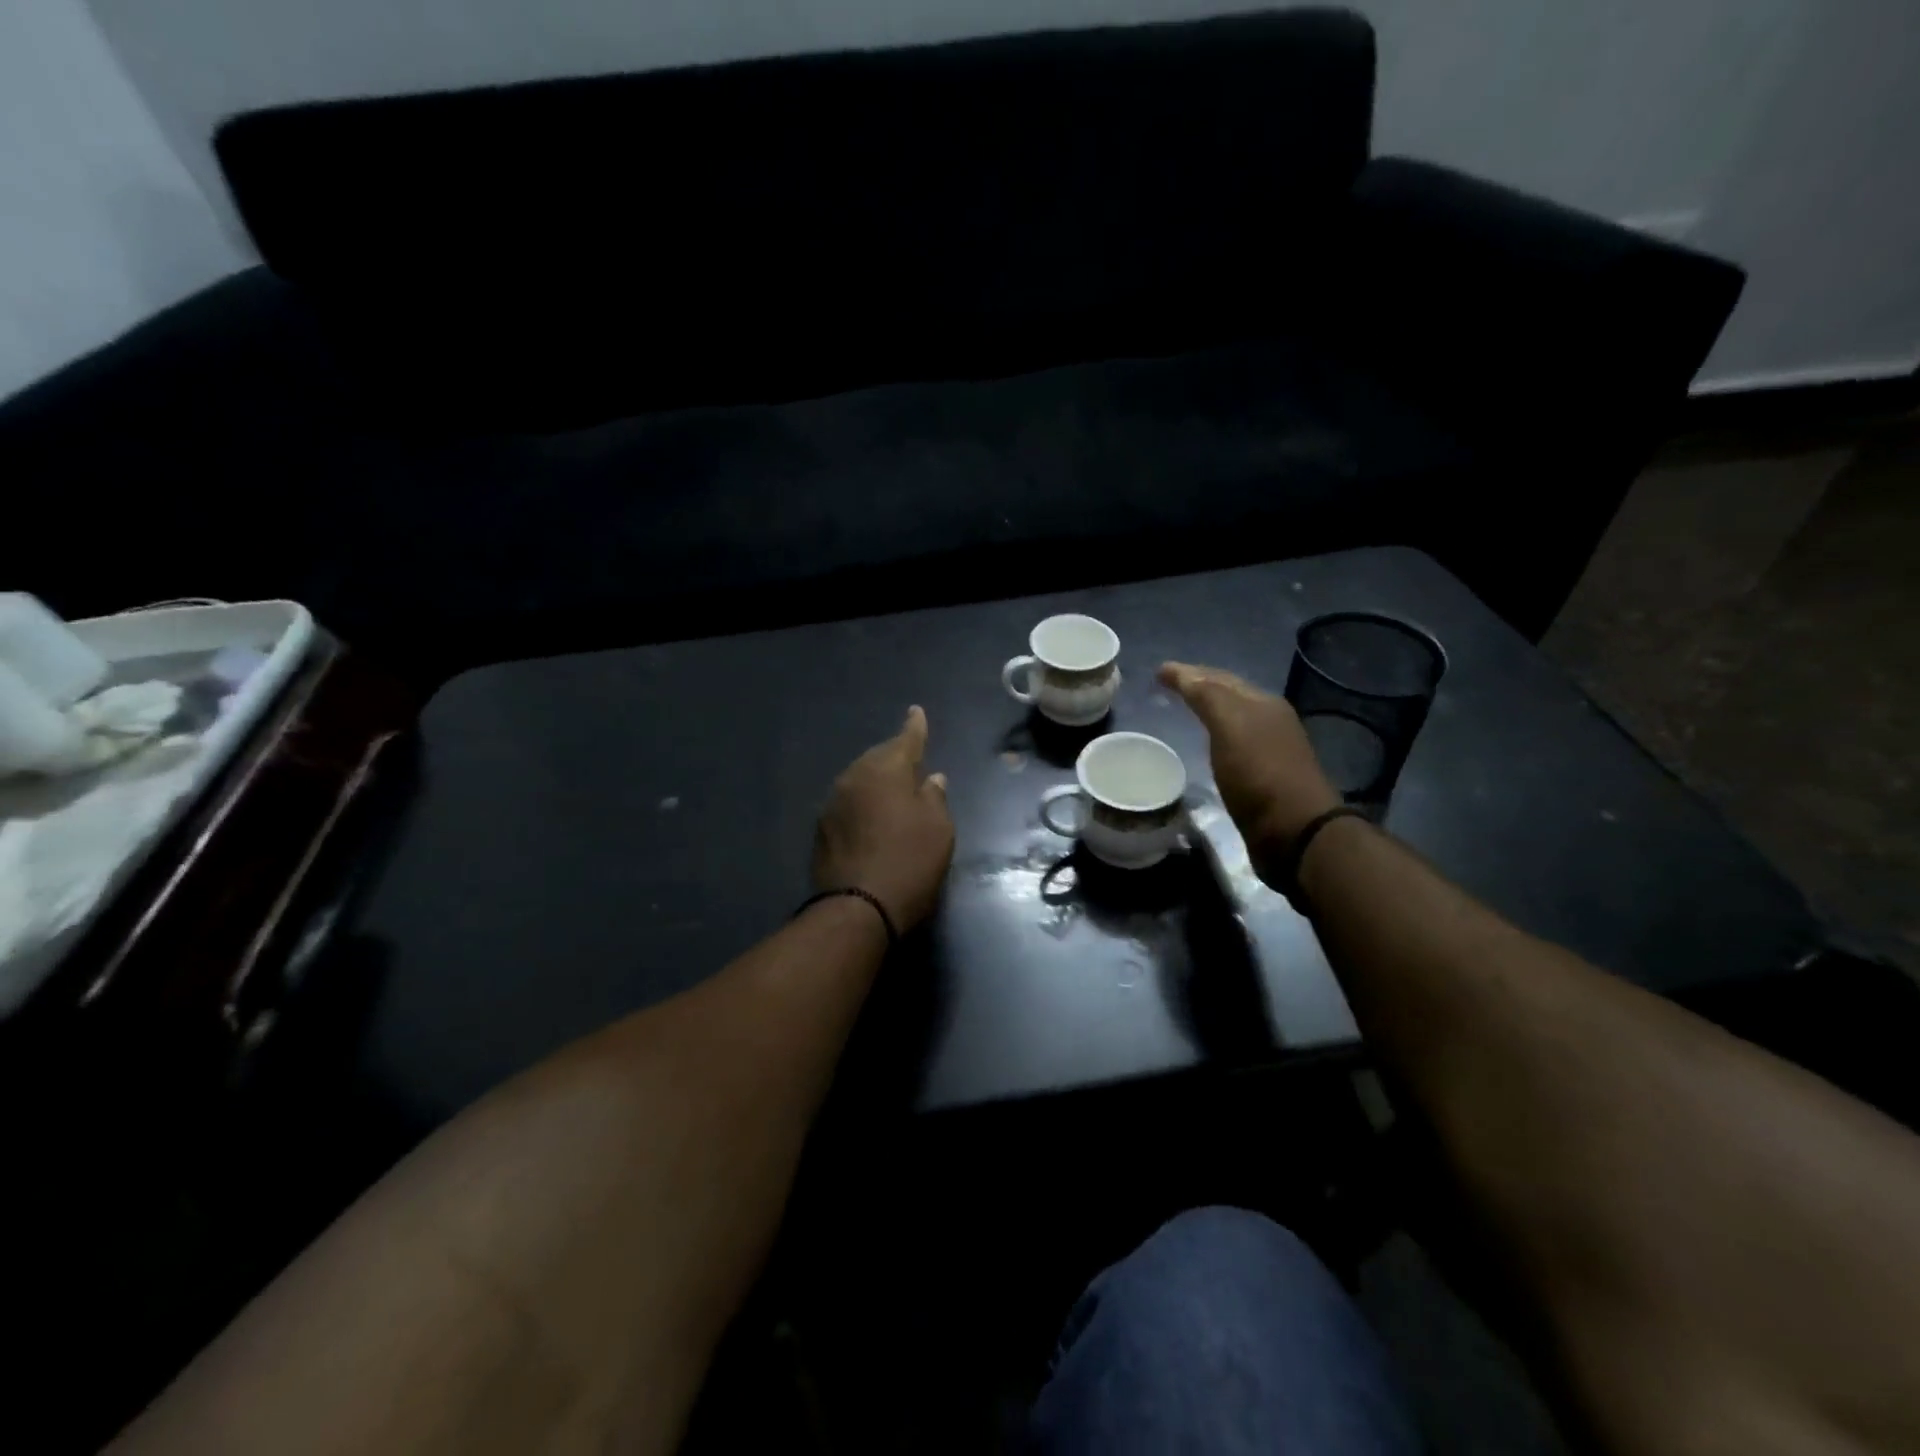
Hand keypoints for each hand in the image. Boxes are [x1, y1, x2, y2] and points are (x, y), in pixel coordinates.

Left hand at [813, 705, 955, 932]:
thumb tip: (931, 780)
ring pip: (860, 779)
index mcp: (885, 770)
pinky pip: (850, 801)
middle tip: (911, 756)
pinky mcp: (822, 828)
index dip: (915, 727)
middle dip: (895, 755)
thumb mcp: (938, 829)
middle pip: (878, 758)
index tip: (916, 712)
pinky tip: (873, 813)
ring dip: (877, 779)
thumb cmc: (909, 862)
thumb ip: (934, 798)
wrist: (857, 907)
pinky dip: (864, 801)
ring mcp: (834, 802)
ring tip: (893, 786)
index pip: (905, 740)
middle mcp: (854, 777)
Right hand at [1158, 662, 1341, 857]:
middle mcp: (1269, 721)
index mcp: (1262, 703)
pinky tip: (1206, 746)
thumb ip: (1207, 696)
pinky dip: (1215, 737)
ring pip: (1232, 721)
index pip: (1219, 677)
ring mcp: (1269, 750)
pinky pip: (1232, 746)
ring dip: (1209, 712)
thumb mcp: (1230, 725)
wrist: (1294, 831)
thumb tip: (1178, 671)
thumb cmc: (1259, 773)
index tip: (1159, 672)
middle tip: (1169, 684)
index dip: (1189, 672)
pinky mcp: (1264, 779)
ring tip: (1184, 711)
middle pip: (1230, 696)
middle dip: (1201, 686)